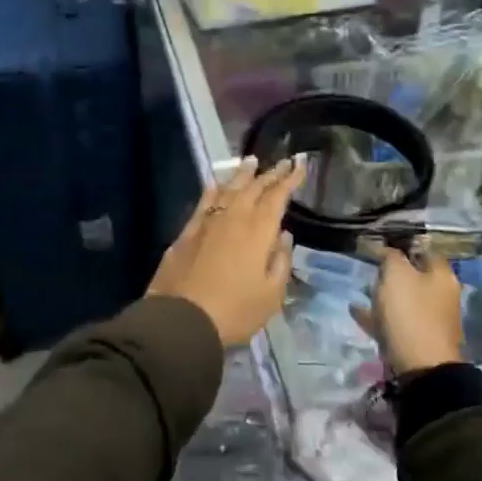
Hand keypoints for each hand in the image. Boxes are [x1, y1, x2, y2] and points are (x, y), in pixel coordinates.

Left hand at [149, 157, 305, 347]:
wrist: (181, 319)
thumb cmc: (235, 311)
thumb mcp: (271, 295)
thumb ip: (281, 261)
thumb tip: (283, 236)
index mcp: (258, 231)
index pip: (277, 197)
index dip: (290, 179)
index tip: (300, 164)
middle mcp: (233, 217)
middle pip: (254, 188)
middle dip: (270, 174)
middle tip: (283, 162)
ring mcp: (207, 222)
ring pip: (228, 189)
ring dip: (242, 174)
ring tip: (251, 161)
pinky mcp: (187, 232)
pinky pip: (204, 201)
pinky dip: (213, 189)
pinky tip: (216, 184)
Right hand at [352, 249, 463, 373]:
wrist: (422, 368)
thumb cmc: (411, 313)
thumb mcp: (397, 275)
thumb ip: (390, 257)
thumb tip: (386, 250)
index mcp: (442, 276)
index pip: (423, 250)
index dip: (402, 246)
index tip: (379, 245)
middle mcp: (441, 296)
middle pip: (414, 276)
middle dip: (392, 272)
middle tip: (370, 268)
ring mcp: (430, 320)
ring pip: (404, 300)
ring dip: (383, 294)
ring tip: (362, 290)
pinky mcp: (417, 340)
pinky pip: (394, 322)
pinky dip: (377, 316)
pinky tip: (356, 311)